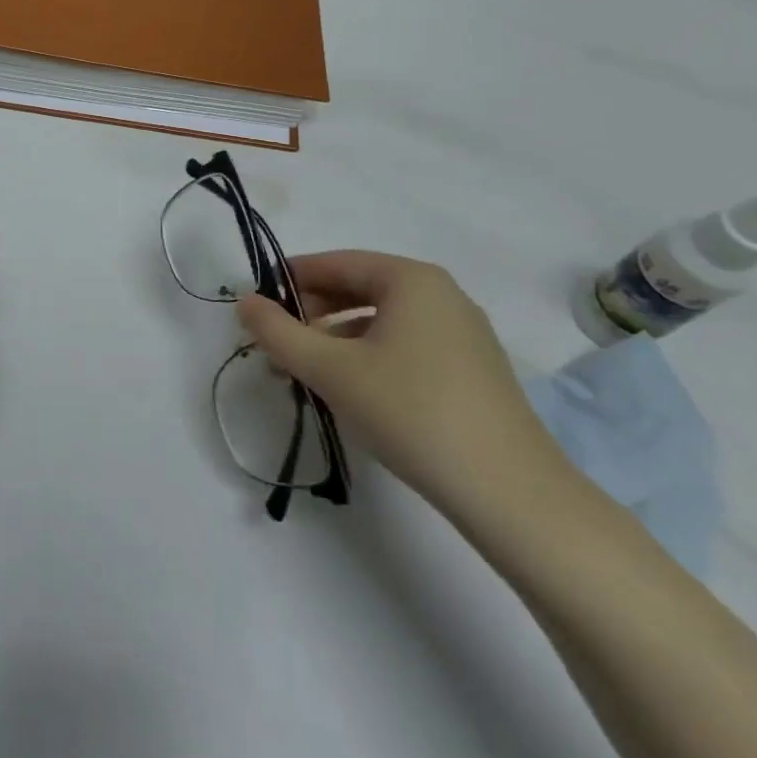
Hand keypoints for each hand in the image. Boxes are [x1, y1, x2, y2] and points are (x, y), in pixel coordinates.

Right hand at [236, 251, 567, 524]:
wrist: (512, 494)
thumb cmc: (411, 412)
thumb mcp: (329, 370)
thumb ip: (277, 332)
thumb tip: (245, 302)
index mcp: (411, 280)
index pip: (335, 263)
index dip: (290, 279)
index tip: (257, 303)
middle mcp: (442, 295)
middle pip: (359, 288)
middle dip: (312, 312)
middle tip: (277, 342)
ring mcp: (464, 333)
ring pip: (381, 320)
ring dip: (337, 338)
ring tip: (306, 372)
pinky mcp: (474, 371)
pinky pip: (406, 345)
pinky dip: (369, 356)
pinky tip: (352, 391)